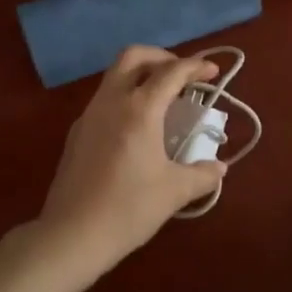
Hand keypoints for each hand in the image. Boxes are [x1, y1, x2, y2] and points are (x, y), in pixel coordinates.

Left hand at [34, 46, 225, 287]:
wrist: (72, 234)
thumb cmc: (129, 209)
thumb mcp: (174, 192)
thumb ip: (202, 174)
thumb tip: (219, 167)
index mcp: (139, 110)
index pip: (170, 72)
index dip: (195, 66)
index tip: (212, 71)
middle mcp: (111, 102)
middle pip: (134, 56)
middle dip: (161, 57)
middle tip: (182, 75)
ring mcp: (89, 115)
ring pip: (114, 76)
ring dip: (141, 76)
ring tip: (163, 100)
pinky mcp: (77, 132)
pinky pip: (104, 99)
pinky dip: (125, 97)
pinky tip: (137, 127)